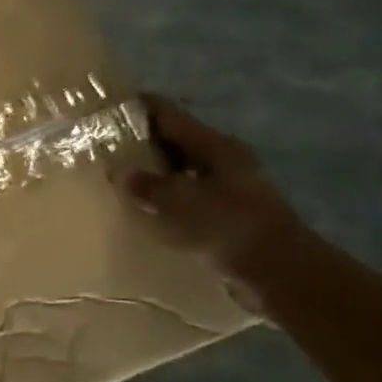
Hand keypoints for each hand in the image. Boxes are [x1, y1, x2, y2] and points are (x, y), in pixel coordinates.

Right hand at [114, 95, 308, 302]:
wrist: (281, 274)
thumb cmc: (230, 228)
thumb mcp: (179, 203)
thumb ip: (145, 185)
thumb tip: (118, 171)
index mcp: (214, 146)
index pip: (168, 114)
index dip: (136, 107)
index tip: (103, 109)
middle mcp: (222, 160)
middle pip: (173, 140)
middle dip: (139, 142)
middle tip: (100, 147)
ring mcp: (228, 187)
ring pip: (179, 170)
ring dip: (151, 172)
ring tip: (115, 179)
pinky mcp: (227, 214)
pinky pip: (186, 196)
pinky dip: (164, 198)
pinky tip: (142, 209)